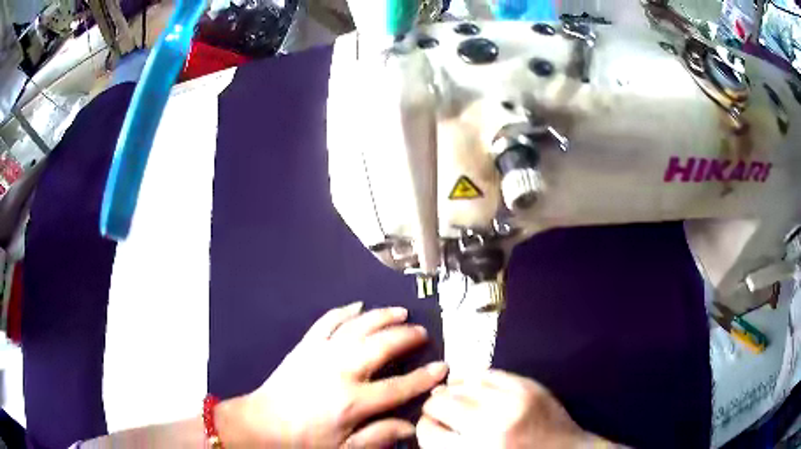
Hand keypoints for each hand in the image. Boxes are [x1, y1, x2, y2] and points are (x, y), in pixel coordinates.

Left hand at [217, 302, 447, 447]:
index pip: (399, 387)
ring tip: (400, 312)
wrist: (262, 424)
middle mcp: (340, 372)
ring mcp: (321, 354)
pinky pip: (328, 321)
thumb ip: (378, 437)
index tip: (442, 367)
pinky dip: (344, 311)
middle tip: (422, 333)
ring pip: (358, 327)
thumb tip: (410, 427)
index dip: (424, 377)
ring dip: (381, 317)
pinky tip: (358, 305)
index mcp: (352, 402)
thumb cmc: (302, 440)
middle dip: (406, 337)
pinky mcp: (305, 346)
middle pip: (381, 346)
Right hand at [417, 370, 613, 448]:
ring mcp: (514, 401)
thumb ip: (449, 447)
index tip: (430, 426)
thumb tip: (428, 422)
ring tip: (456, 398)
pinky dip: (476, 379)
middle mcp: (492, 425)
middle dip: (435, 408)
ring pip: (463, 384)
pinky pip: (490, 374)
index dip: (424, 427)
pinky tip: (474, 387)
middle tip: (440, 413)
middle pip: (441, 403)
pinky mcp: (529, 386)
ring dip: (454, 391)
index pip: (427, 432)